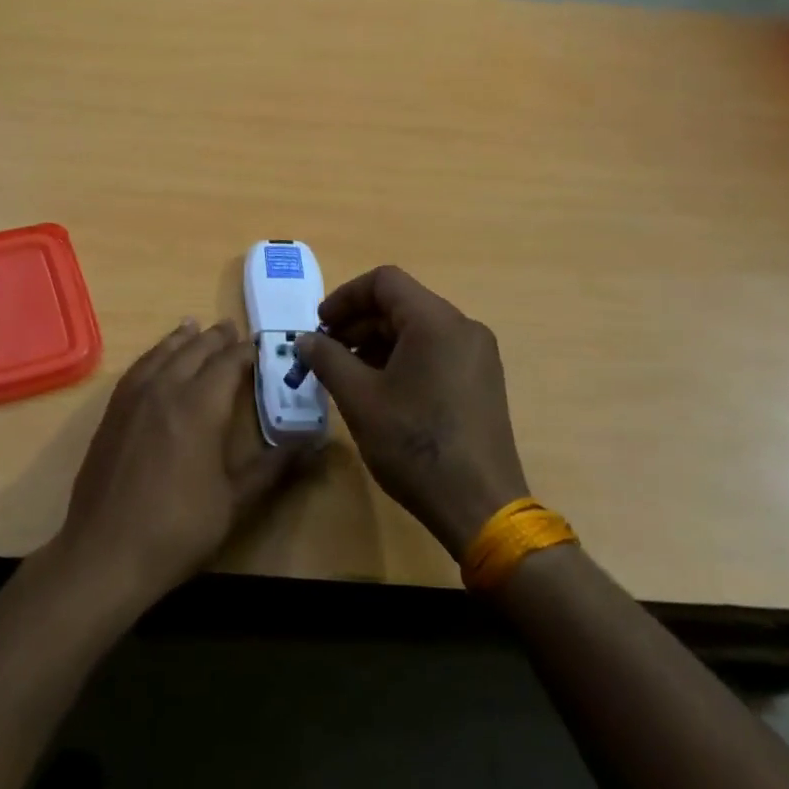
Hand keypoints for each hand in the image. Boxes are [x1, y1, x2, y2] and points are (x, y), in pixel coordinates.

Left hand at [54, 319, 301, 610]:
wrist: (106, 552)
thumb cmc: (178, 529)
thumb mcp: (234, 502)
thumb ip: (272, 468)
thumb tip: (311, 446)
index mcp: (199, 407)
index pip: (228, 363)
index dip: (246, 352)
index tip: (260, 345)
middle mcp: (166, 389)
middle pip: (194, 350)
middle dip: (215, 338)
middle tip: (231, 327)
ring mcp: (134, 398)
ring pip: (162, 353)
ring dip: (182, 338)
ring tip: (194, 325)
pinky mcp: (113, 411)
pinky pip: (138, 368)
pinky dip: (154, 354)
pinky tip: (156, 359)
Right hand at [296, 266, 528, 557]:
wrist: (480, 506)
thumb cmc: (415, 445)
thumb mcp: (360, 399)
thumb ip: (328, 359)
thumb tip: (306, 339)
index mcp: (436, 322)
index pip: (384, 282)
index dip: (345, 297)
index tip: (320, 326)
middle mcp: (463, 328)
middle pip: (401, 304)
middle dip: (359, 322)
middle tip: (327, 352)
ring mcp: (477, 355)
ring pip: (418, 328)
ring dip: (378, 342)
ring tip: (348, 374)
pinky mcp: (482, 380)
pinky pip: (435, 351)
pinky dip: (403, 358)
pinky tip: (381, 389)